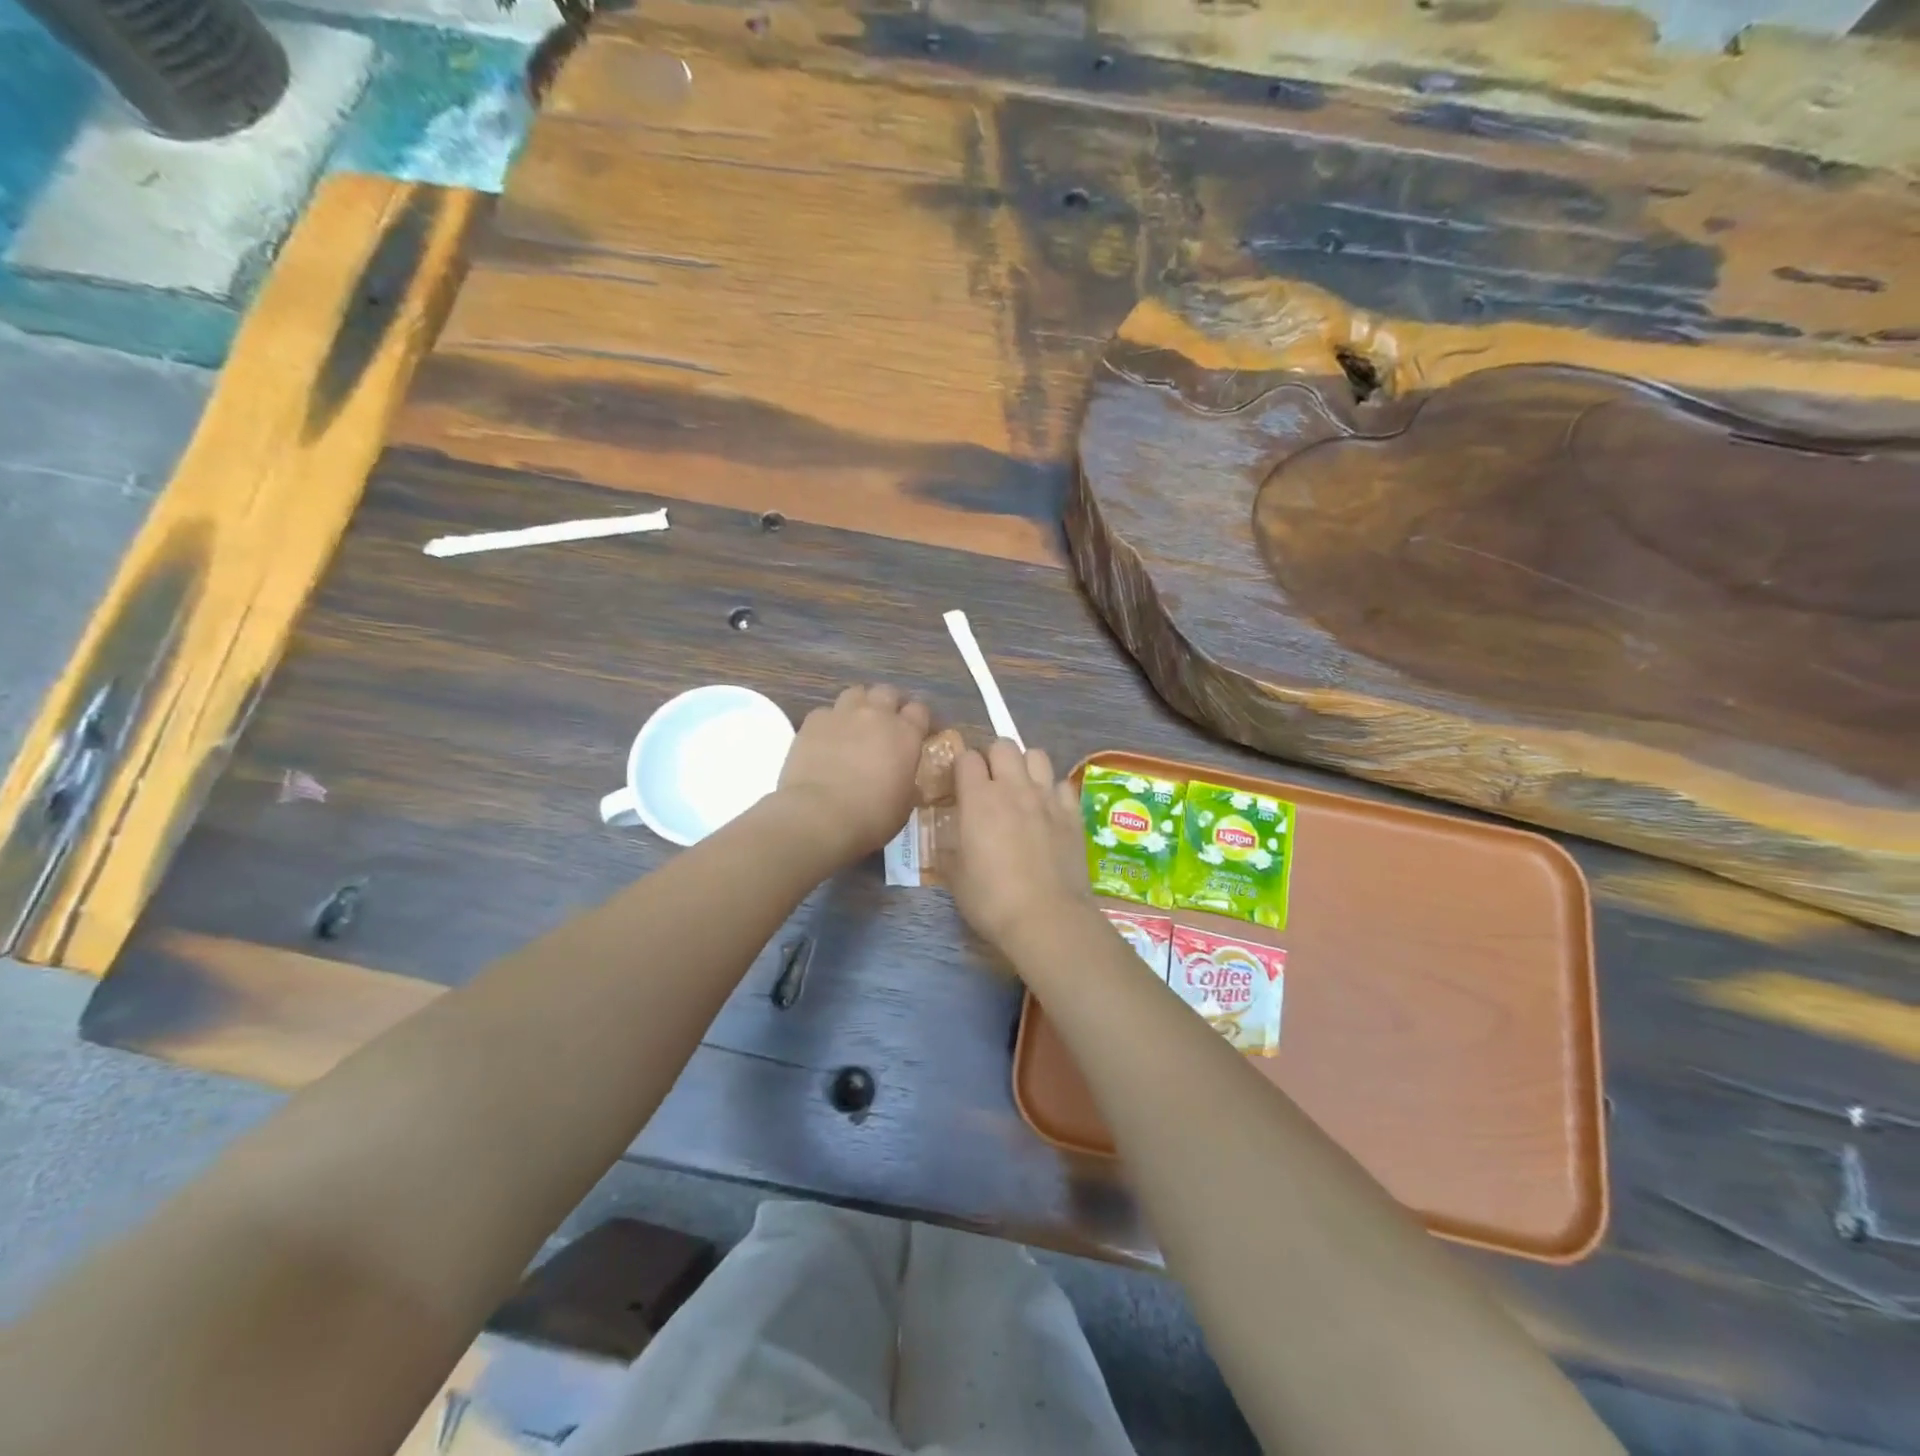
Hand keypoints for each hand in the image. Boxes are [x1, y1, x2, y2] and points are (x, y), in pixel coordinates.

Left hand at [777, 685, 931, 862]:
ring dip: (859, 705)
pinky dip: (829, 722)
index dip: (918, 720)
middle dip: (888, 704)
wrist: (820, 816)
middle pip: (887, 692)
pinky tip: (826, 740)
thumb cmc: (872, 817)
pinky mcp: (813, 722)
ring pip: (855, 693)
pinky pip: (825, 712)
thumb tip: (905, 777)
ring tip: (854, 725)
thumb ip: (907, 780)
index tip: (916, 732)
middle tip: (885, 724)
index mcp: (906, 734)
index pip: (919, 710)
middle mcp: (876, 715)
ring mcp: (842, 714)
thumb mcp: (904, 804)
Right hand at [949, 740, 1092, 954]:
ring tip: (1021, 788)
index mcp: (978, 798)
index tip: (960, 784)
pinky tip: (1048, 810)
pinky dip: (1053, 790)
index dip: (962, 767)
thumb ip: (951, 847)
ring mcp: (1046, 797)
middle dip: (994, 757)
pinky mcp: (1072, 812)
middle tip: (991, 782)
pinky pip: (1062, 783)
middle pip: (1004, 745)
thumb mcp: (955, 876)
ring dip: (1025, 766)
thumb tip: (952, 838)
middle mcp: (1013, 788)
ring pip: (1037, 755)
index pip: (966, 757)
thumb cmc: (991, 899)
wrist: (1046, 917)